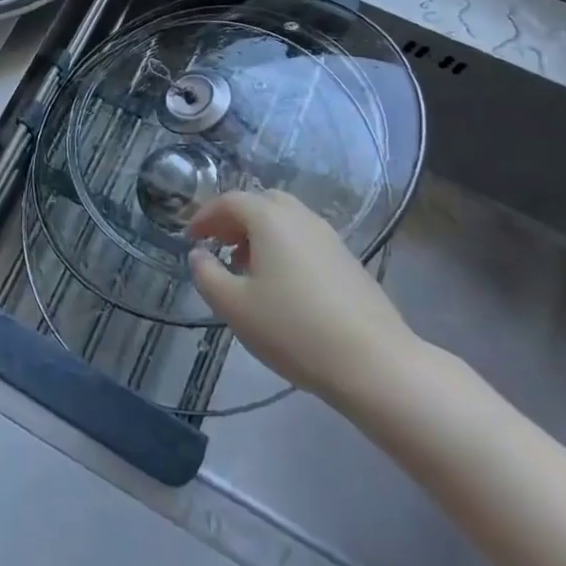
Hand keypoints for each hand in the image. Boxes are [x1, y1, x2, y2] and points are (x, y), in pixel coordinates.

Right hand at [188, 190, 421, 411]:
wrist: (375, 364)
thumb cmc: (294, 329)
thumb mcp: (235, 307)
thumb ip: (207, 275)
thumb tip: (198, 254)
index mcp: (270, 218)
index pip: (229, 201)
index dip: (205, 216)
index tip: (190, 238)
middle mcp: (300, 217)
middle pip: (261, 202)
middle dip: (235, 220)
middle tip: (219, 246)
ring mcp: (329, 237)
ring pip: (286, 220)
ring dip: (260, 235)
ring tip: (248, 270)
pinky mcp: (348, 260)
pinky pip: (305, 239)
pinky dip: (284, 248)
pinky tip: (283, 286)